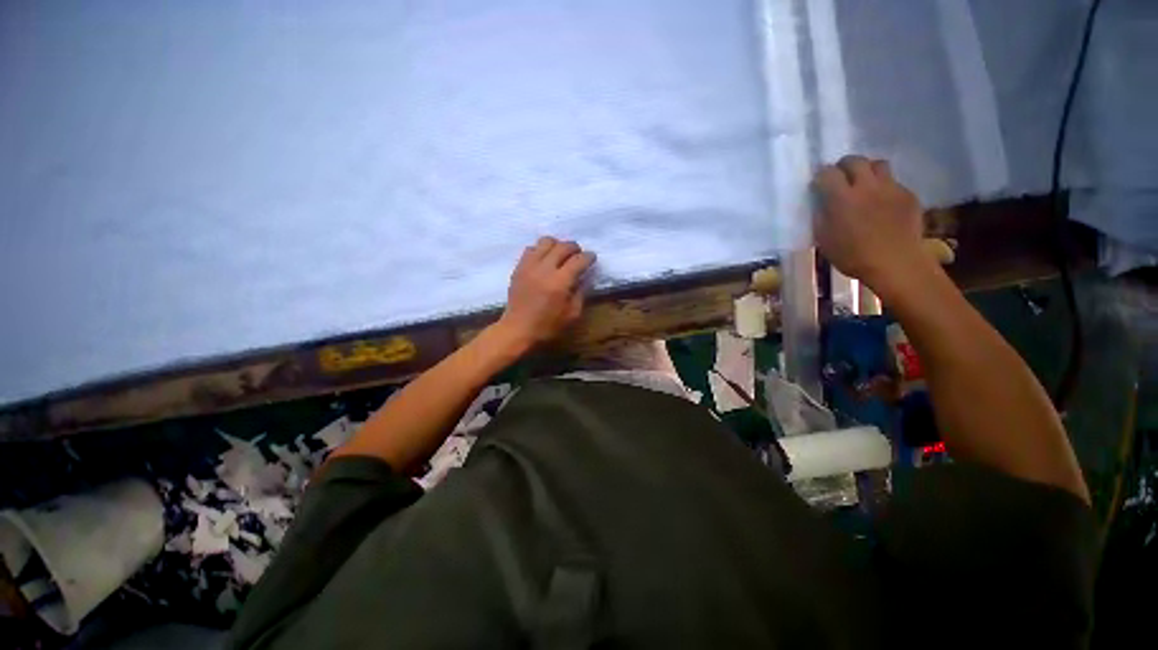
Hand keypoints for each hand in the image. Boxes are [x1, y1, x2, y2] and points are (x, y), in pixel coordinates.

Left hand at [495, 237, 595, 349]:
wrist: (517, 329)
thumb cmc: (547, 326)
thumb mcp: (572, 314)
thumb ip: (581, 292)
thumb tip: (586, 276)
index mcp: (560, 282)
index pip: (579, 260)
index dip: (589, 257)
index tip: (592, 258)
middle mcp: (545, 269)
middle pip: (563, 246)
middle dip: (574, 248)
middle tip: (578, 255)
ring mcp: (530, 266)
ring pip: (546, 241)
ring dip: (556, 245)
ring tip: (559, 255)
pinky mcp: (519, 267)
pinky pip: (531, 248)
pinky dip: (540, 250)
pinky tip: (544, 260)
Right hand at [813, 155, 927, 294]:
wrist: (901, 269)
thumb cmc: (859, 261)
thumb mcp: (828, 244)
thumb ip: (821, 219)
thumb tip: (821, 205)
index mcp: (842, 196)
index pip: (826, 172)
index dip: (823, 178)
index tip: (823, 187)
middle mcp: (865, 184)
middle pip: (854, 160)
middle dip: (848, 168)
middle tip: (847, 181)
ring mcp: (889, 188)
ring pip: (879, 165)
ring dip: (872, 172)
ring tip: (871, 186)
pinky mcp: (908, 196)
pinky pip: (898, 185)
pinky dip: (892, 192)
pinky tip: (891, 206)